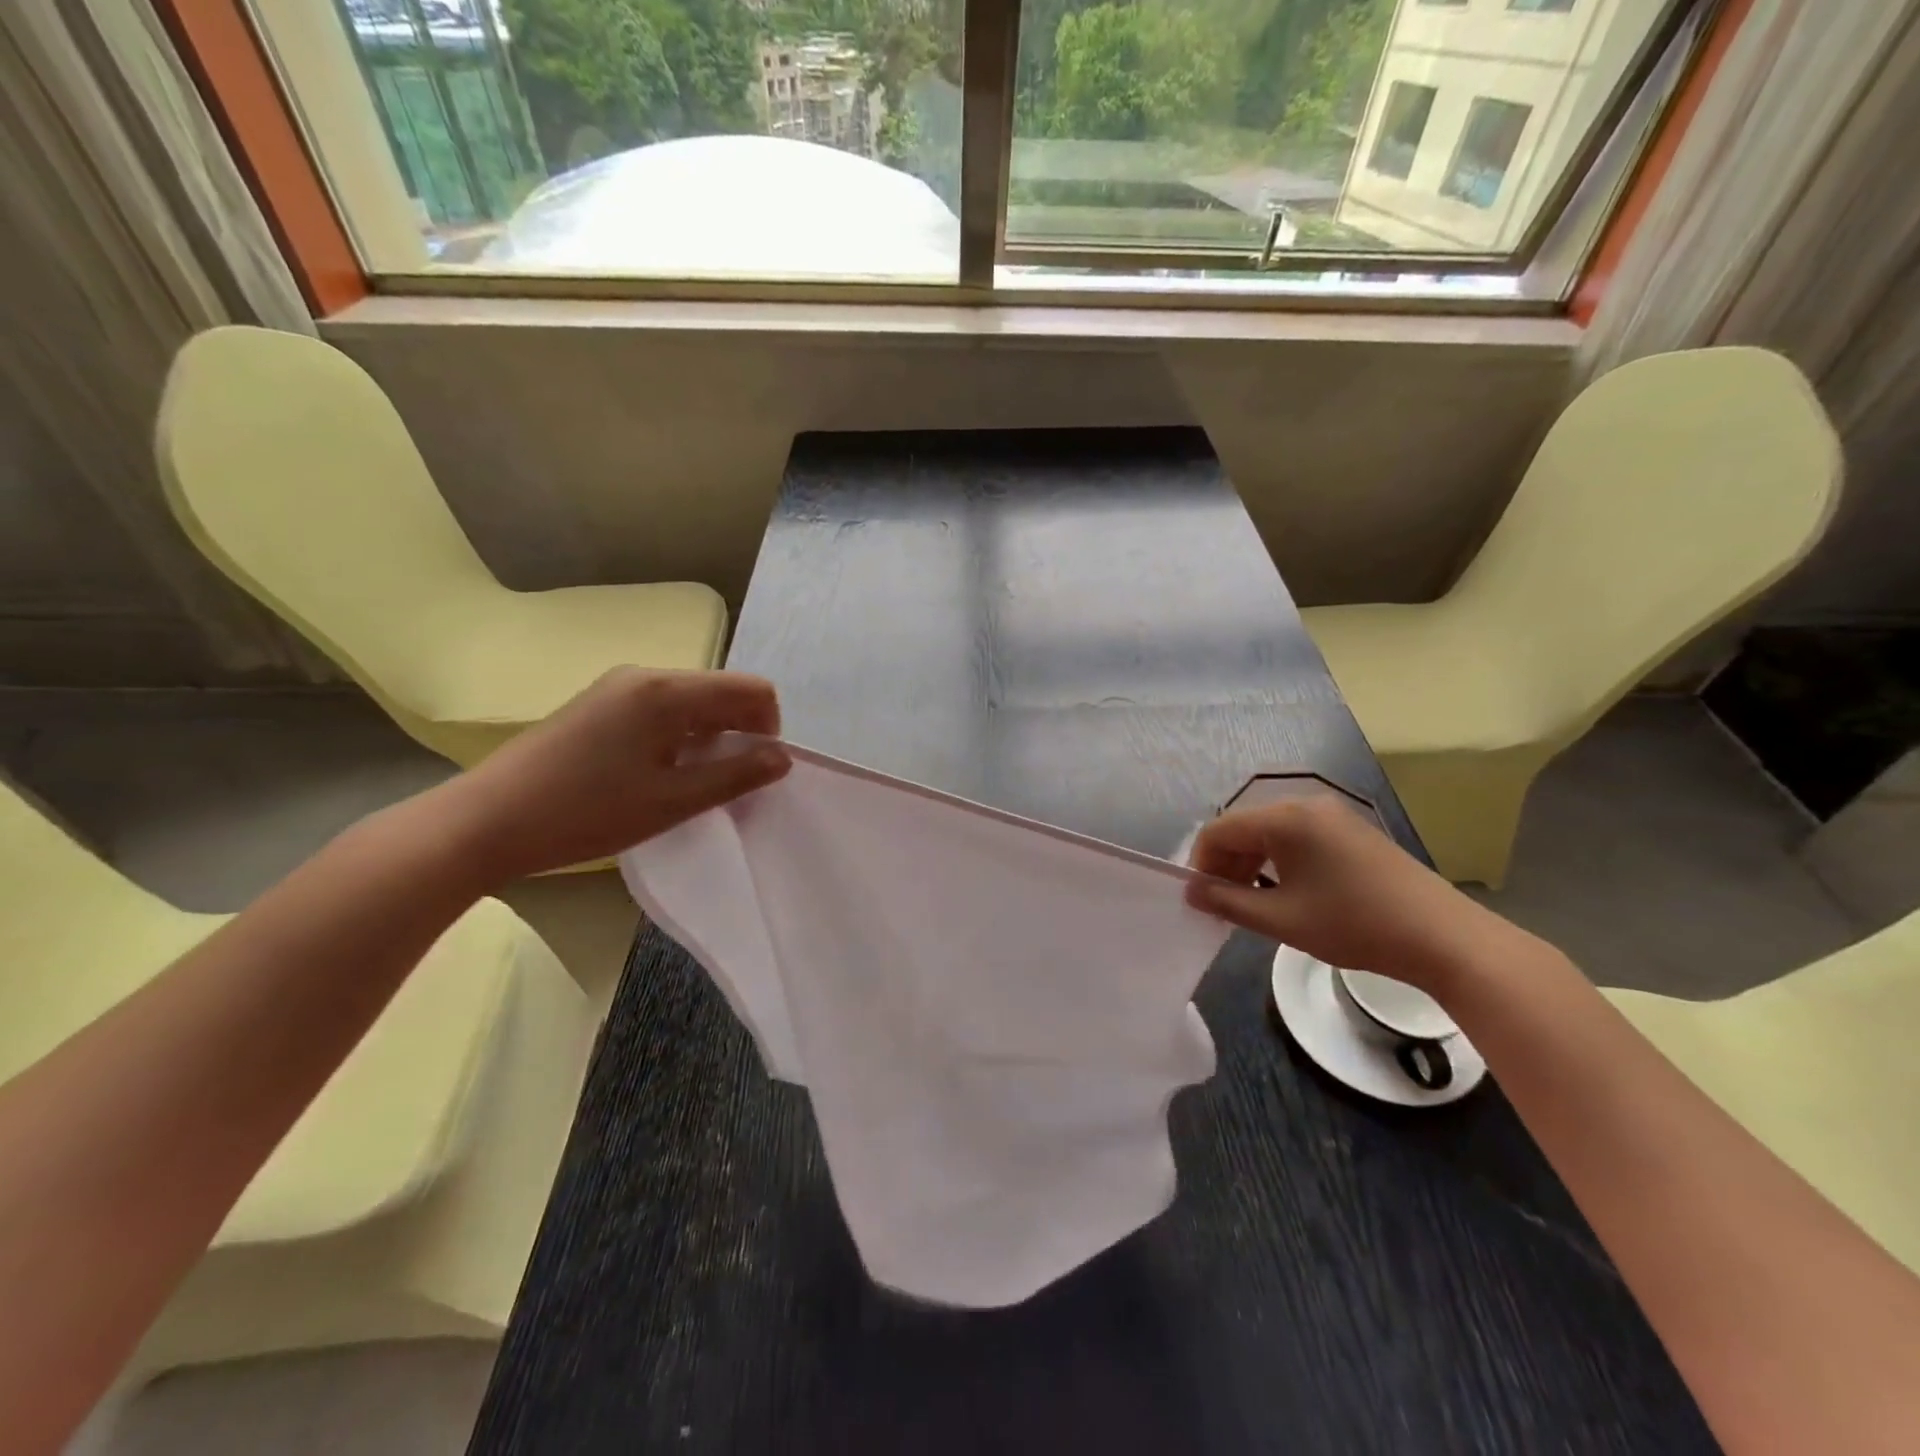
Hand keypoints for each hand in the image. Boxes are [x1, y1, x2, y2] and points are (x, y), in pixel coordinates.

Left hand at [441, 667, 791, 882]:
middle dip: (739, 732)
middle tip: (725, 783)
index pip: (751, 689)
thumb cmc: (587, 813)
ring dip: (709, 737)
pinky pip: (661, 709)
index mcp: (666, 691)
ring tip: (690, 783)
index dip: (768, 728)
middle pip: (721, 691)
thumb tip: (782, 757)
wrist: (486, 821)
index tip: (753, 772)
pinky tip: (657, 773)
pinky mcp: (599, 704)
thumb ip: (736, 775)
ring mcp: (617, 687)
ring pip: (692, 702)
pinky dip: (678, 736)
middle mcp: (645, 675)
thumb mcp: (672, 801)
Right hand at [1185, 795, 1505, 994]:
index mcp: (1285, 818)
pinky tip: (1285, 893)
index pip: (1220, 830)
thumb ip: (1227, 902)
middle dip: (1225, 864)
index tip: (1199, 899)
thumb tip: (1191, 892)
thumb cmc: (1354, 925)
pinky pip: (1296, 837)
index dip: (1201, 863)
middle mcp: (1305, 805)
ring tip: (1251, 903)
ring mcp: (1331, 816)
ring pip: (1269, 833)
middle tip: (1222, 905)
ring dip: (1250, 864)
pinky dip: (1278, 861)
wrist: (1443, 937)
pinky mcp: (1350, 831)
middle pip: (1243, 827)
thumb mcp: (1281, 919)